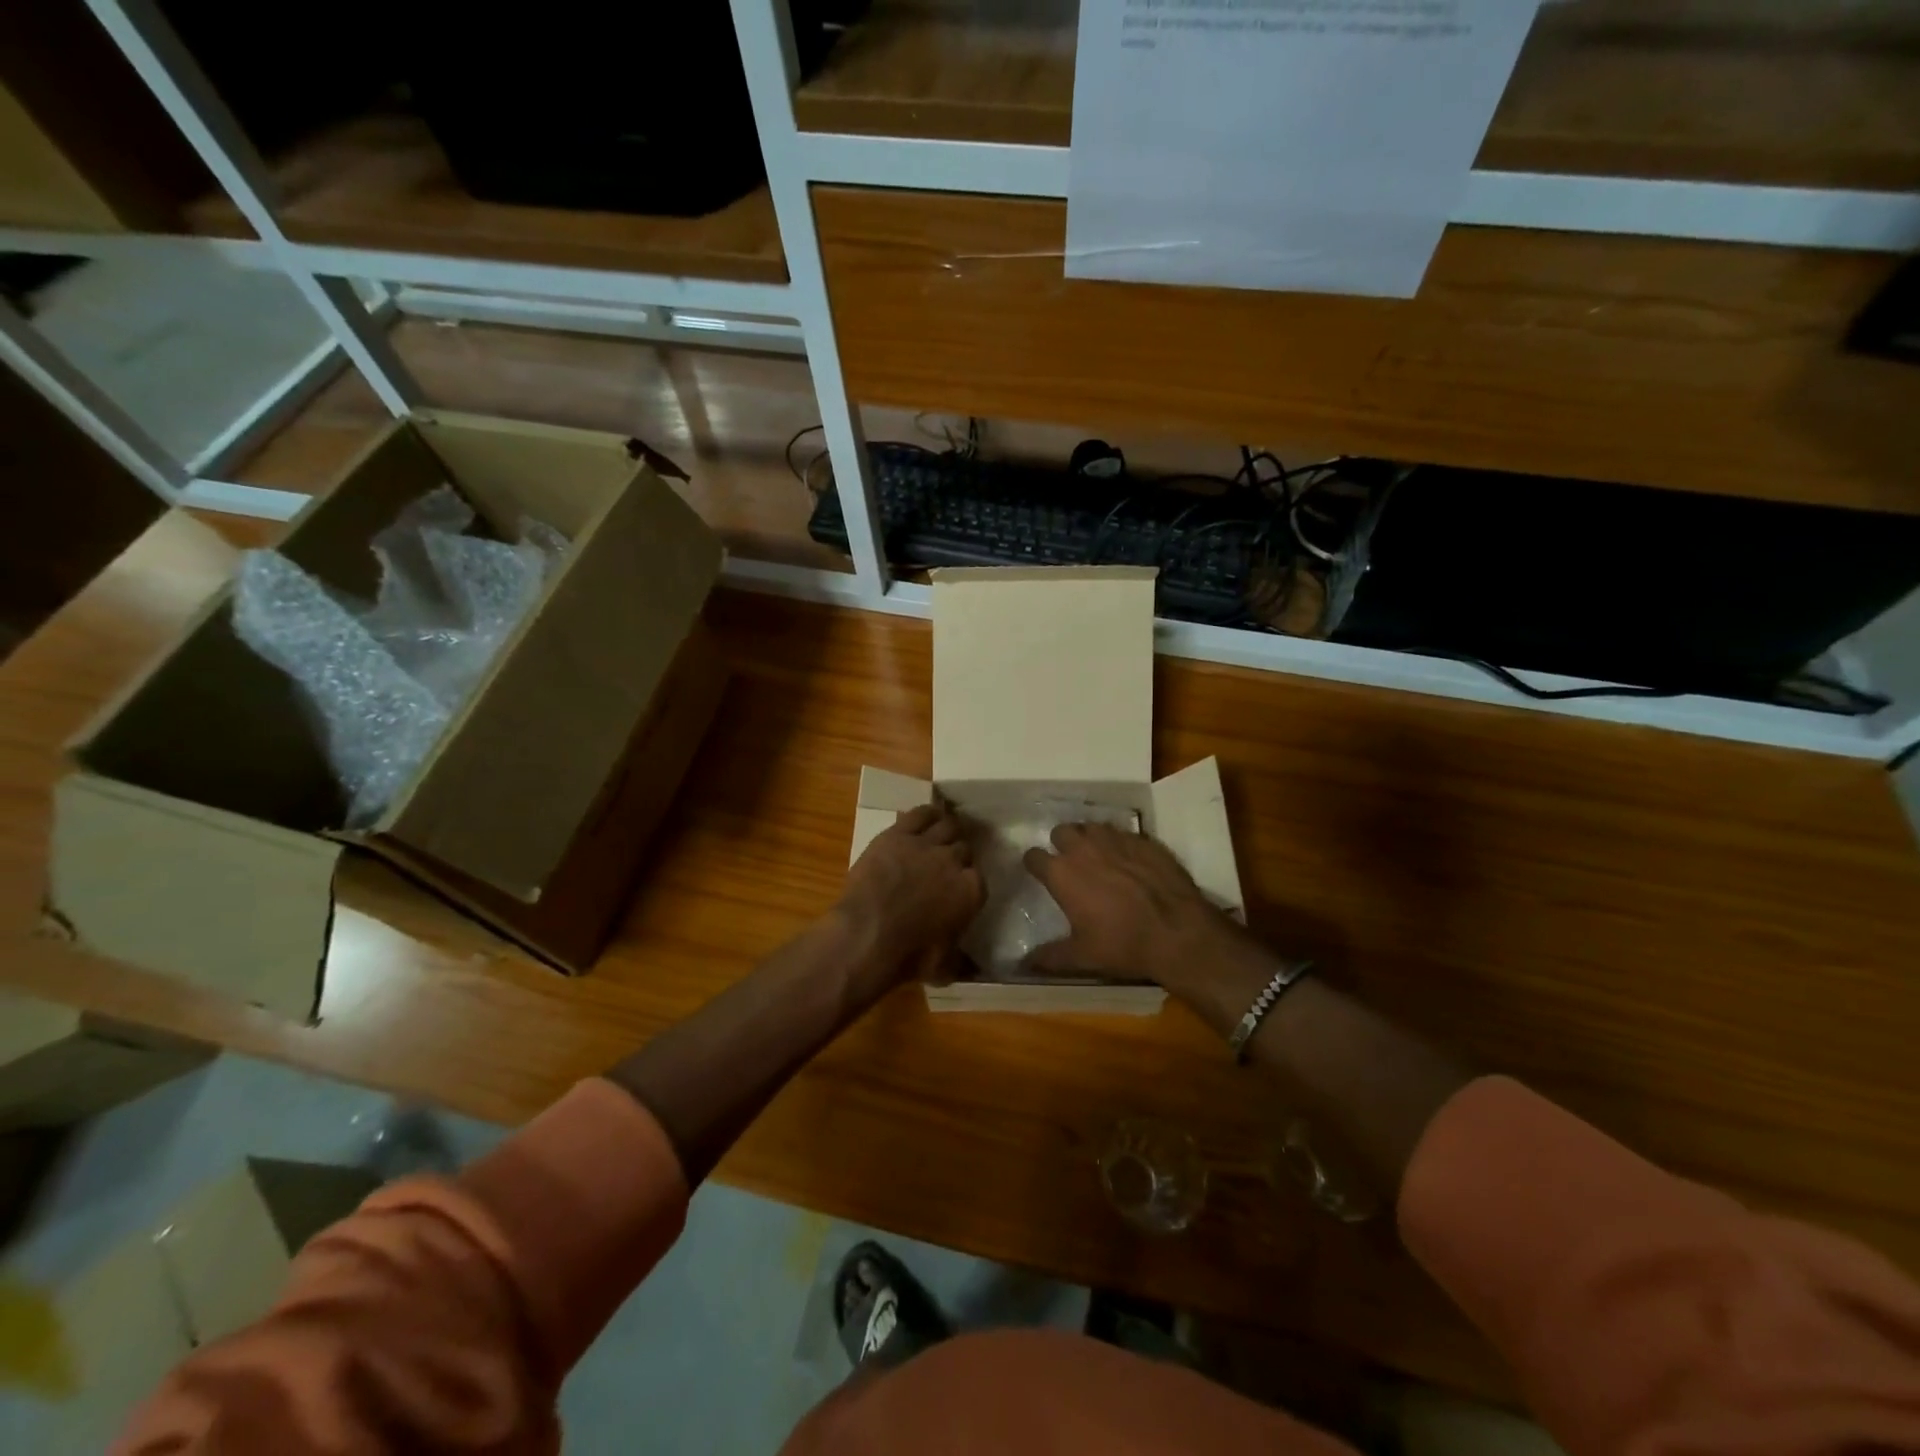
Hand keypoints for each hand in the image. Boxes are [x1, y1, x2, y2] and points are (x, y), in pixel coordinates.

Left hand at [836, 800, 984, 991]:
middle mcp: (954, 862)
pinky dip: (927, 813)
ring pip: (947, 825)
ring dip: (948, 829)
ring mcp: (926, 845)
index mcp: (972, 891)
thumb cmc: (908, 957)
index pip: (978, 877)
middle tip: (947, 862)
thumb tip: (975, 971)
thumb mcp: (943, 968)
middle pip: (964, 847)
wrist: (867, 936)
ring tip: (943, 833)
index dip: (968, 880)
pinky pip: (920, 814)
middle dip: (958, 854)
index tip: (960, 887)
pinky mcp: (898, 834)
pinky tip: (928, 815)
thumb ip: (962, 962)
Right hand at [1022, 823, 1245, 990]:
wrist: (1178, 932)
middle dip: (1061, 843)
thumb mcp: (1082, 957)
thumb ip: (1049, 957)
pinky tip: (1129, 860)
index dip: (1034, 864)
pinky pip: (1123, 833)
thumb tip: (1025, 963)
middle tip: (1070, 862)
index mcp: (1062, 873)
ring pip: (1092, 827)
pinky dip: (1120, 844)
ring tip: (1098, 856)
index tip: (1039, 873)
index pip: (1033, 856)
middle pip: (1061, 831)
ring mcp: (1116, 840)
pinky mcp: (1144, 840)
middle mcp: (1084, 848)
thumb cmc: (1122, 944)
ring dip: (1090, 838)